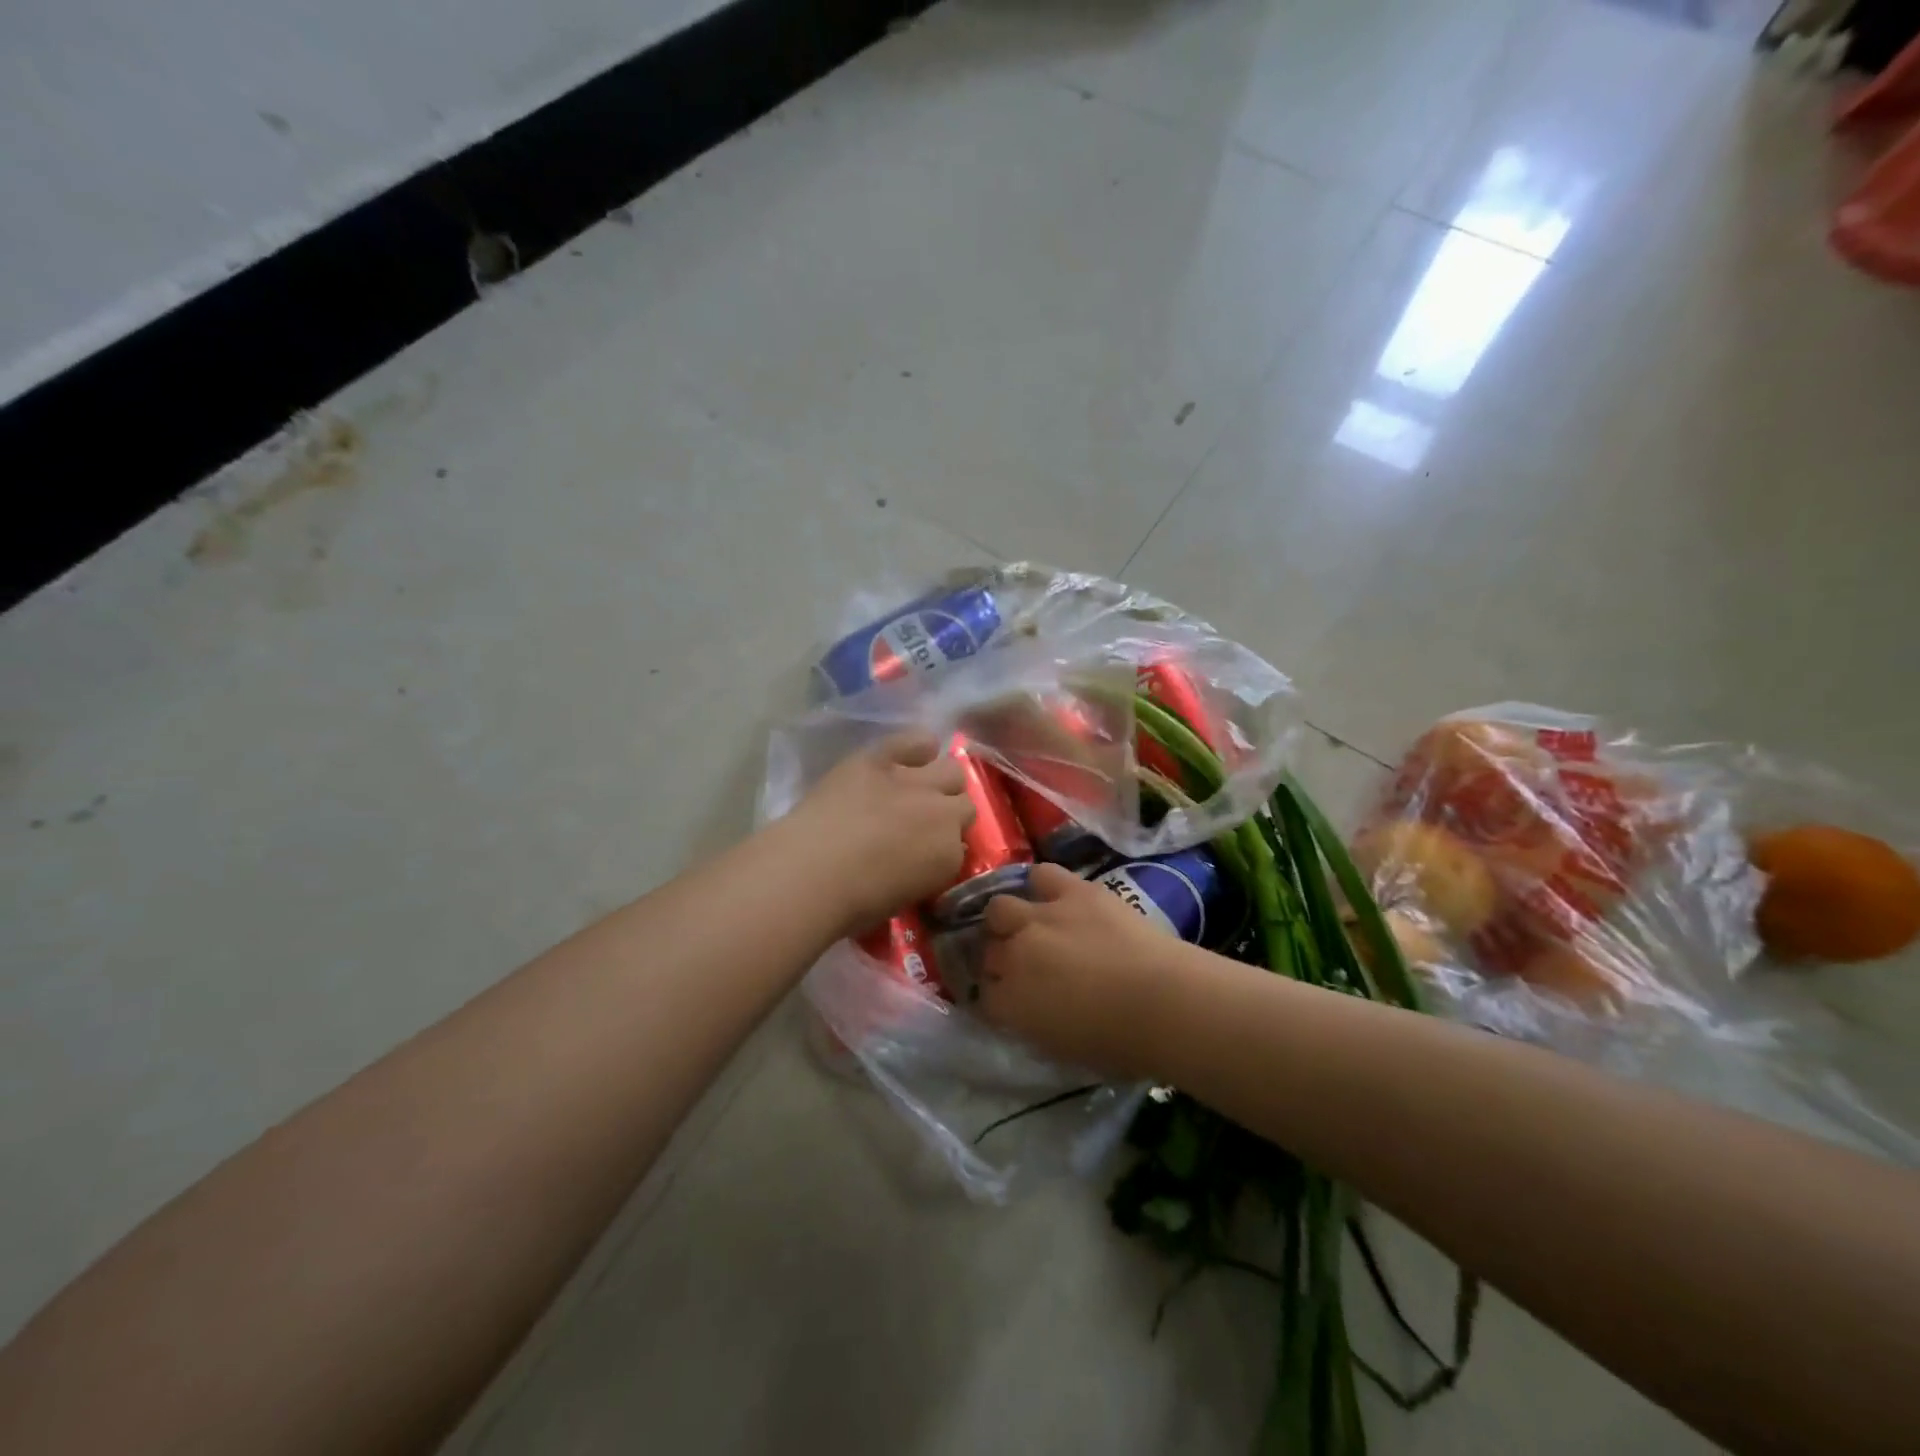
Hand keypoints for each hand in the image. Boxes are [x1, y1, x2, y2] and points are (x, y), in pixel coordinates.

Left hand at [779, 731, 974, 937]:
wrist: (811, 872)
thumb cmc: (851, 903)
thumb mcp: (900, 899)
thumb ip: (921, 872)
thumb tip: (921, 858)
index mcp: (949, 856)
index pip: (961, 844)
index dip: (943, 845)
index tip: (926, 851)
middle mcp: (942, 813)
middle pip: (965, 802)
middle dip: (949, 811)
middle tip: (923, 821)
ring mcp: (913, 781)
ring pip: (950, 769)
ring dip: (940, 780)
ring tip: (918, 787)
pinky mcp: (880, 758)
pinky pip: (914, 740)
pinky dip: (916, 747)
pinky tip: (909, 755)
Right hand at [977, 863, 1177, 1077]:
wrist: (1162, 1002)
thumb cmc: (1120, 1044)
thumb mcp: (1063, 1048)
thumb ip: (1034, 1022)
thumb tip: (1029, 1009)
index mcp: (1009, 1004)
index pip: (984, 996)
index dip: (998, 996)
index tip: (1012, 1000)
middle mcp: (1014, 956)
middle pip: (988, 948)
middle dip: (998, 954)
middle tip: (1020, 960)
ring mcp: (1040, 918)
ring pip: (1000, 907)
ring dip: (1009, 917)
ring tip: (1029, 922)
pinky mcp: (1072, 891)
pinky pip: (1041, 875)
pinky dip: (1042, 885)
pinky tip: (1053, 894)